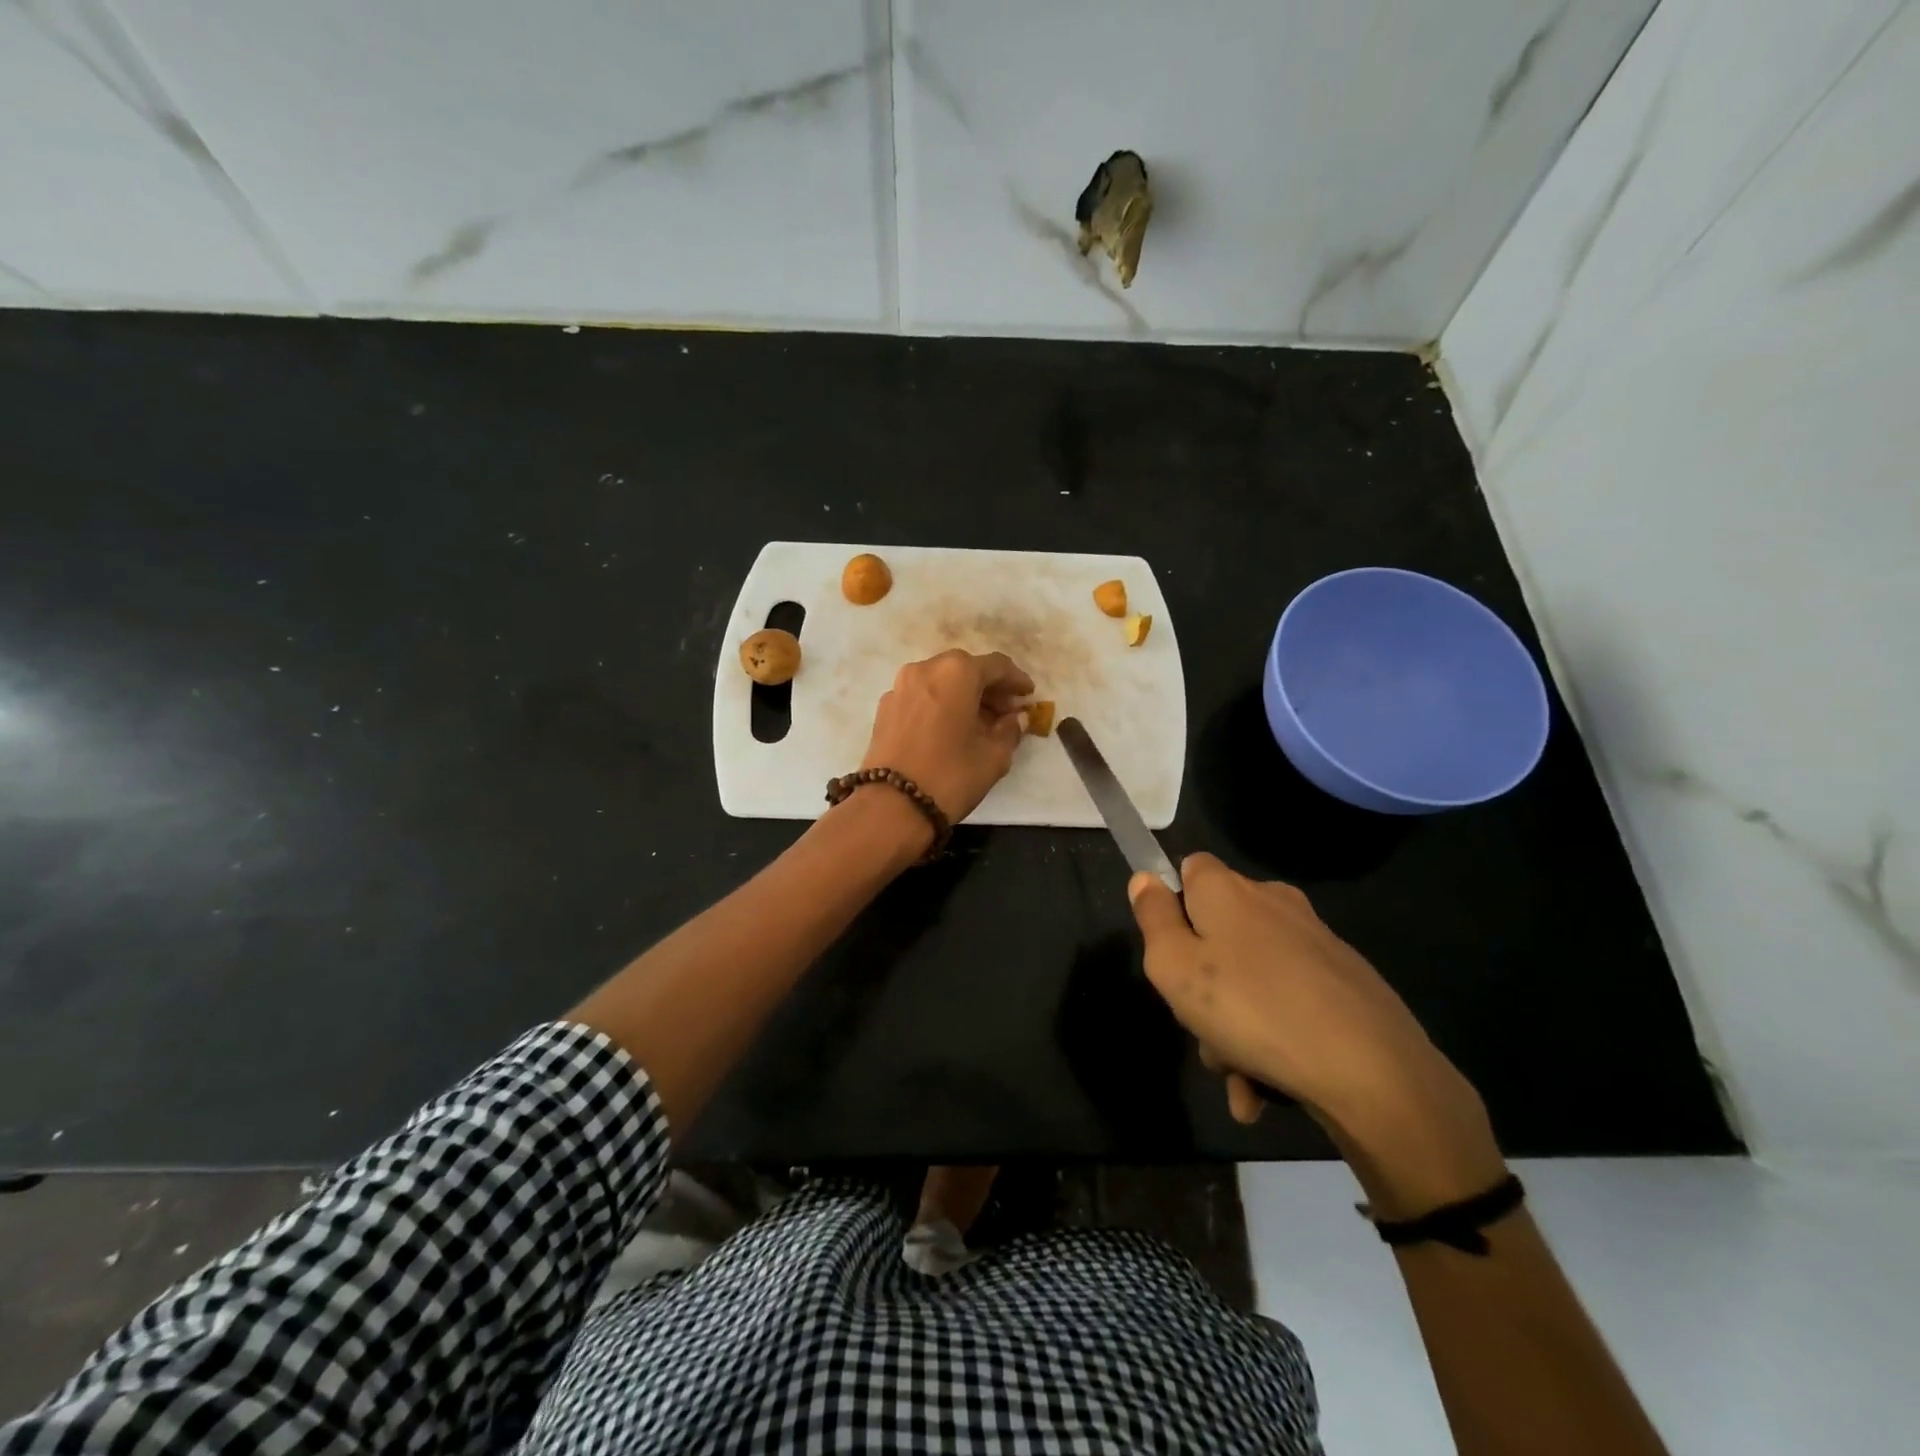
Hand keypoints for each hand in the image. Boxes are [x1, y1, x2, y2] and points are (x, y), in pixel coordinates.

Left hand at [860, 650, 1033, 823]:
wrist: (890, 806)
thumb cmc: (950, 775)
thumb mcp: (994, 756)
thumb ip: (1010, 730)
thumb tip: (1016, 718)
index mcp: (957, 672)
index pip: (996, 666)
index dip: (1016, 680)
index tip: (1028, 696)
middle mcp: (925, 669)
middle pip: (966, 670)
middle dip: (989, 688)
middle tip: (1006, 712)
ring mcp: (900, 687)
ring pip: (941, 682)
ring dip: (963, 696)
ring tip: (980, 723)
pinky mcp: (885, 708)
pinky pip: (922, 697)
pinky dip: (940, 705)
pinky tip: (950, 730)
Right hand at [1130, 854, 1505, 1217]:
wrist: (1373, 1071)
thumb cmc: (1251, 1008)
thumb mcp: (1174, 967)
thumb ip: (1153, 919)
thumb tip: (1145, 879)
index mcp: (1229, 890)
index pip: (1190, 868)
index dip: (1172, 906)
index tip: (1171, 953)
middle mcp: (1273, 902)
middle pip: (1218, 931)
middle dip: (1202, 982)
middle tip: (1200, 1029)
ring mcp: (1315, 941)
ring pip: (1251, 976)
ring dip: (1234, 1025)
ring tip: (1239, 1077)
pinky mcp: (1345, 981)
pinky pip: (1288, 1002)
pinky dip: (1272, 1037)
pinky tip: (1268, 1089)